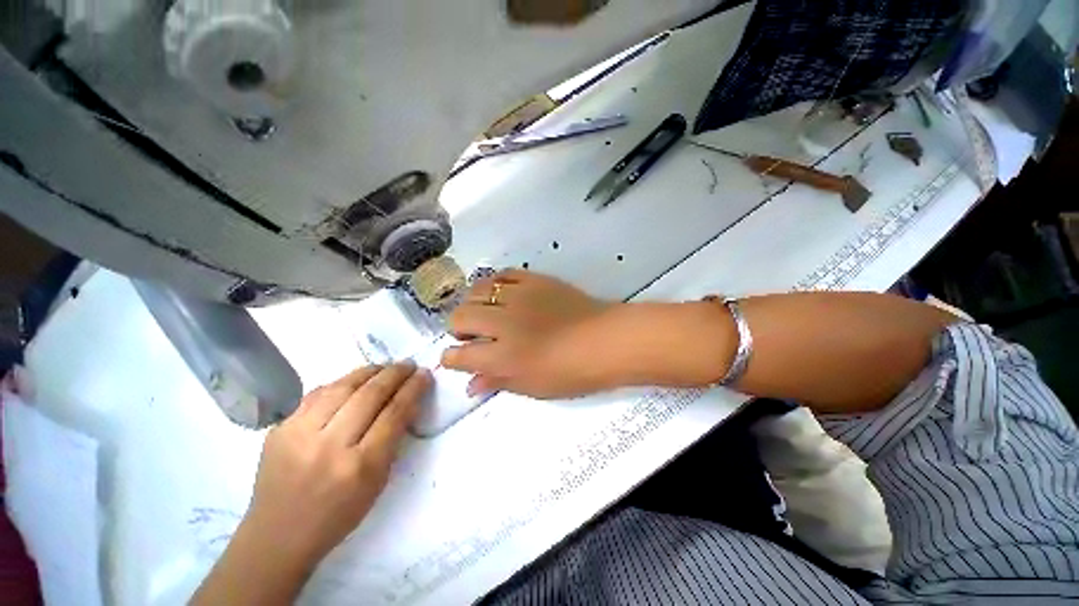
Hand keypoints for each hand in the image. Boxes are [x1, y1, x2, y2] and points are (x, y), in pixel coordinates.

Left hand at [247, 362, 429, 562]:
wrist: (277, 535)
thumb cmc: (338, 514)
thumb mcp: (377, 482)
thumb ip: (393, 439)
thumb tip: (407, 402)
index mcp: (361, 466)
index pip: (394, 413)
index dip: (413, 388)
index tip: (424, 374)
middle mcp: (329, 446)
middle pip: (370, 395)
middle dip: (395, 374)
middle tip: (409, 364)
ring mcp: (299, 435)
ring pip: (342, 387)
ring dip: (370, 371)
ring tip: (385, 367)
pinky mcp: (280, 429)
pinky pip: (317, 394)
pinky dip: (342, 382)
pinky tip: (354, 381)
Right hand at [441, 270, 615, 398]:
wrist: (606, 340)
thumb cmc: (573, 372)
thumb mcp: (534, 387)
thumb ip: (499, 382)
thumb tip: (471, 384)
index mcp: (503, 356)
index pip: (459, 355)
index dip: (451, 359)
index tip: (454, 359)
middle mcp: (504, 322)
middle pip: (460, 317)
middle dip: (458, 329)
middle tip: (473, 337)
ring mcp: (518, 296)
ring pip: (477, 291)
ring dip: (473, 304)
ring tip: (486, 314)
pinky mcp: (534, 279)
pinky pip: (503, 274)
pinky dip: (495, 284)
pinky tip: (502, 294)